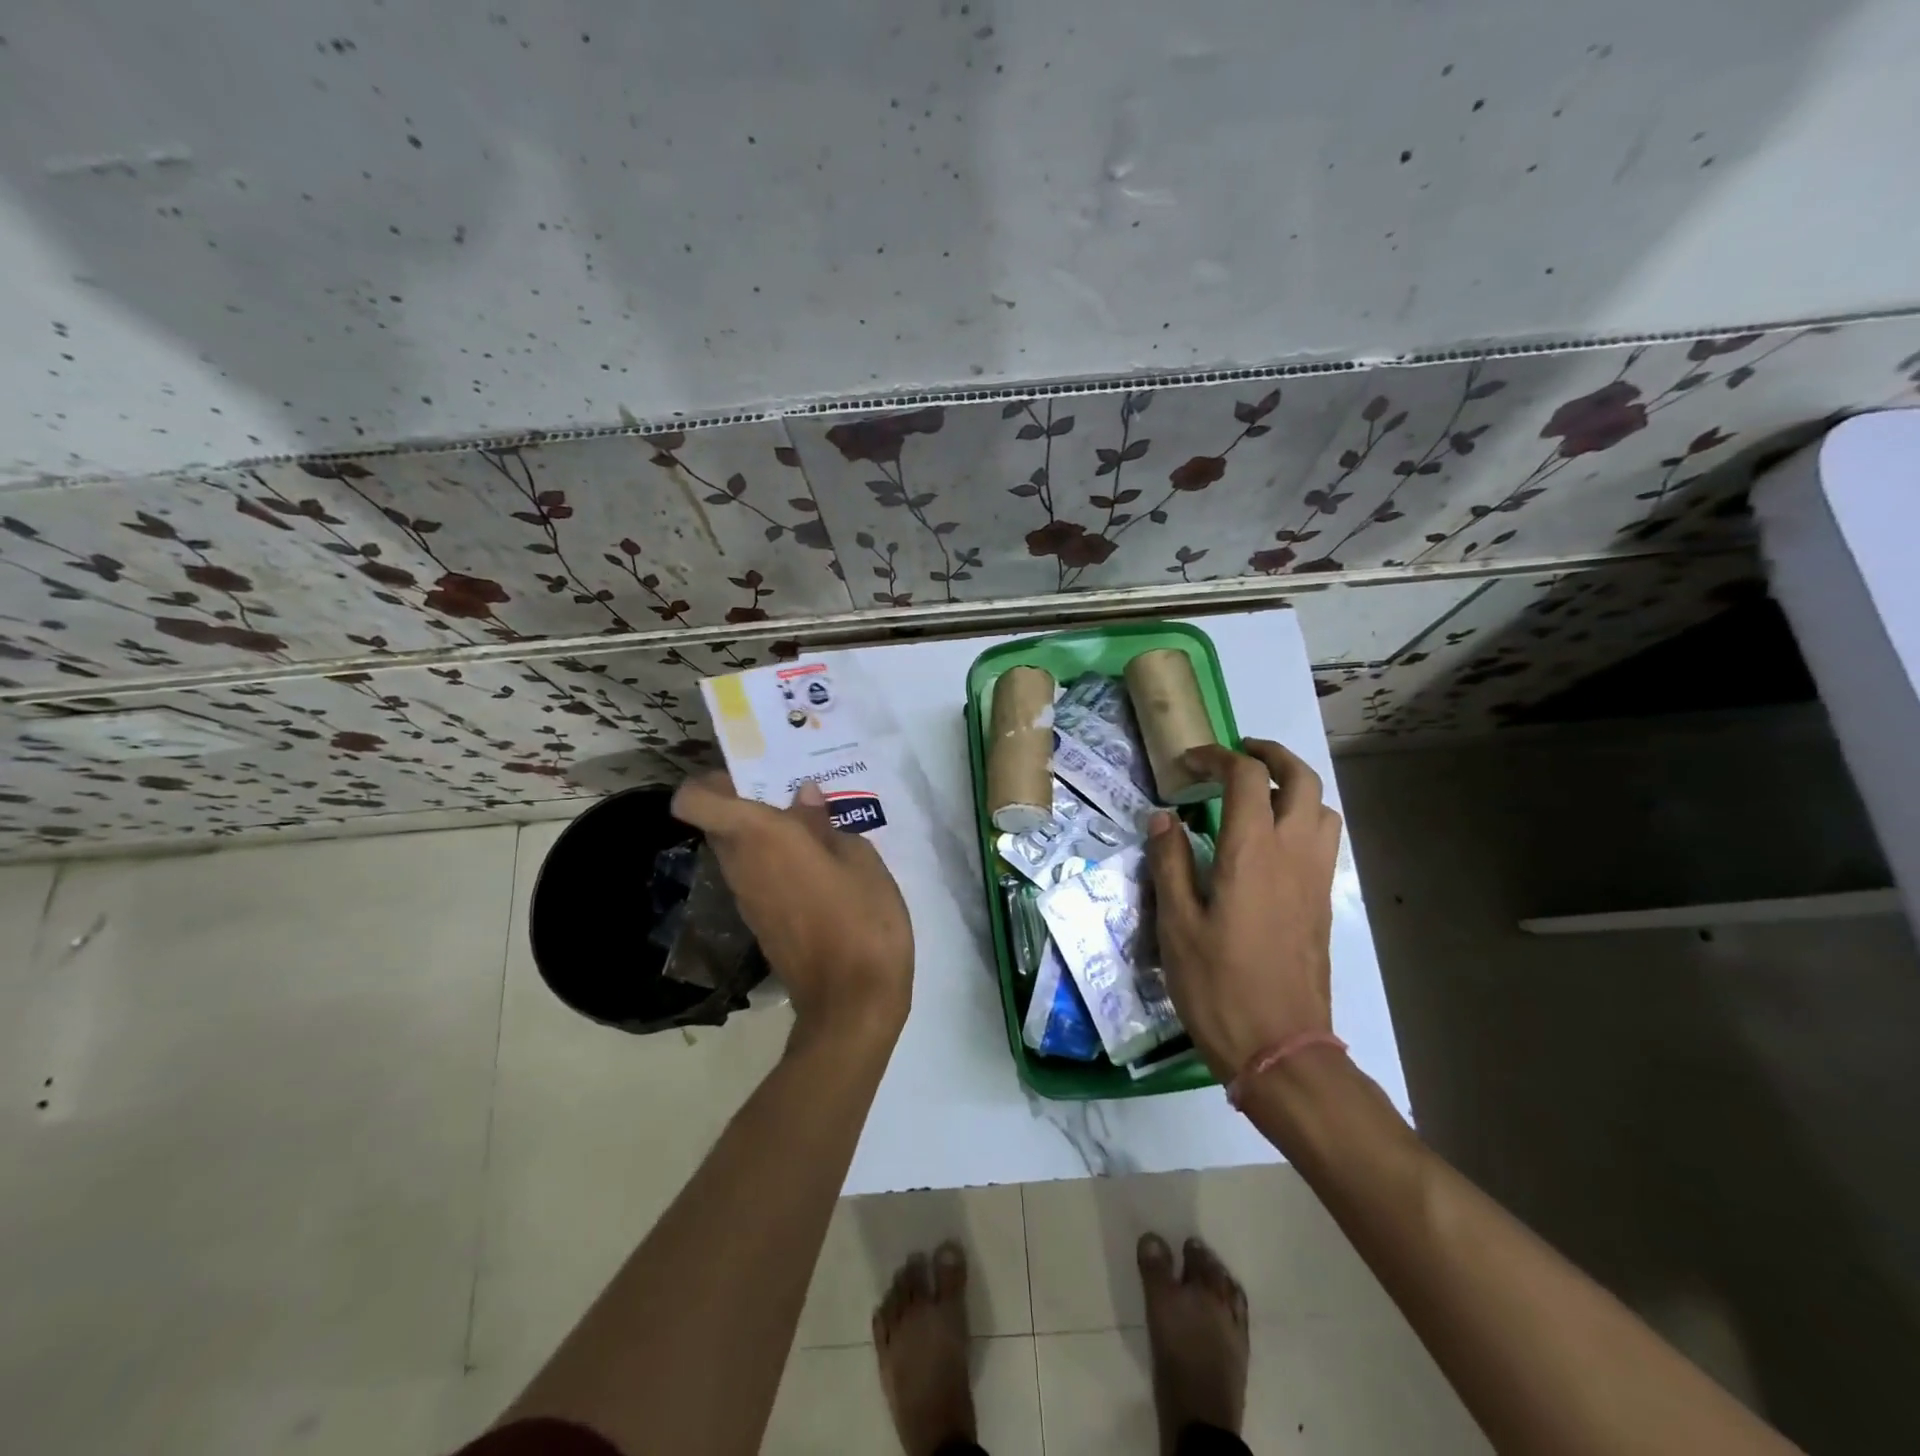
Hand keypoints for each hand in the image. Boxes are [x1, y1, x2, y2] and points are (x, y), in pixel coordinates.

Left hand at [672, 775, 913, 1043]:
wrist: (852, 1000)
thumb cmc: (862, 918)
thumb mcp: (859, 857)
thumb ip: (823, 823)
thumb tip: (802, 798)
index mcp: (760, 837)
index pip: (694, 801)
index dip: (710, 781)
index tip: (751, 774)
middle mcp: (741, 864)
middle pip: (719, 821)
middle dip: (748, 802)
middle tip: (796, 794)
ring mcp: (746, 898)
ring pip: (737, 849)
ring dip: (765, 833)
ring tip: (815, 829)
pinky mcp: (760, 922)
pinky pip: (755, 876)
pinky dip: (775, 862)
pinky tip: (819, 866)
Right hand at [1146, 739, 1341, 1081]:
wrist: (1282, 1048)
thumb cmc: (1218, 986)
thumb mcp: (1177, 925)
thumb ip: (1170, 863)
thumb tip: (1164, 818)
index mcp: (1253, 853)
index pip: (1247, 778)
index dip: (1218, 757)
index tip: (1190, 763)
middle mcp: (1294, 854)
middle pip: (1301, 779)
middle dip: (1270, 755)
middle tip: (1236, 755)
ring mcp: (1316, 878)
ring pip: (1322, 808)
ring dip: (1294, 786)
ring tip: (1257, 795)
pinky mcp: (1323, 902)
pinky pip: (1323, 840)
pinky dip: (1303, 818)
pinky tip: (1270, 843)